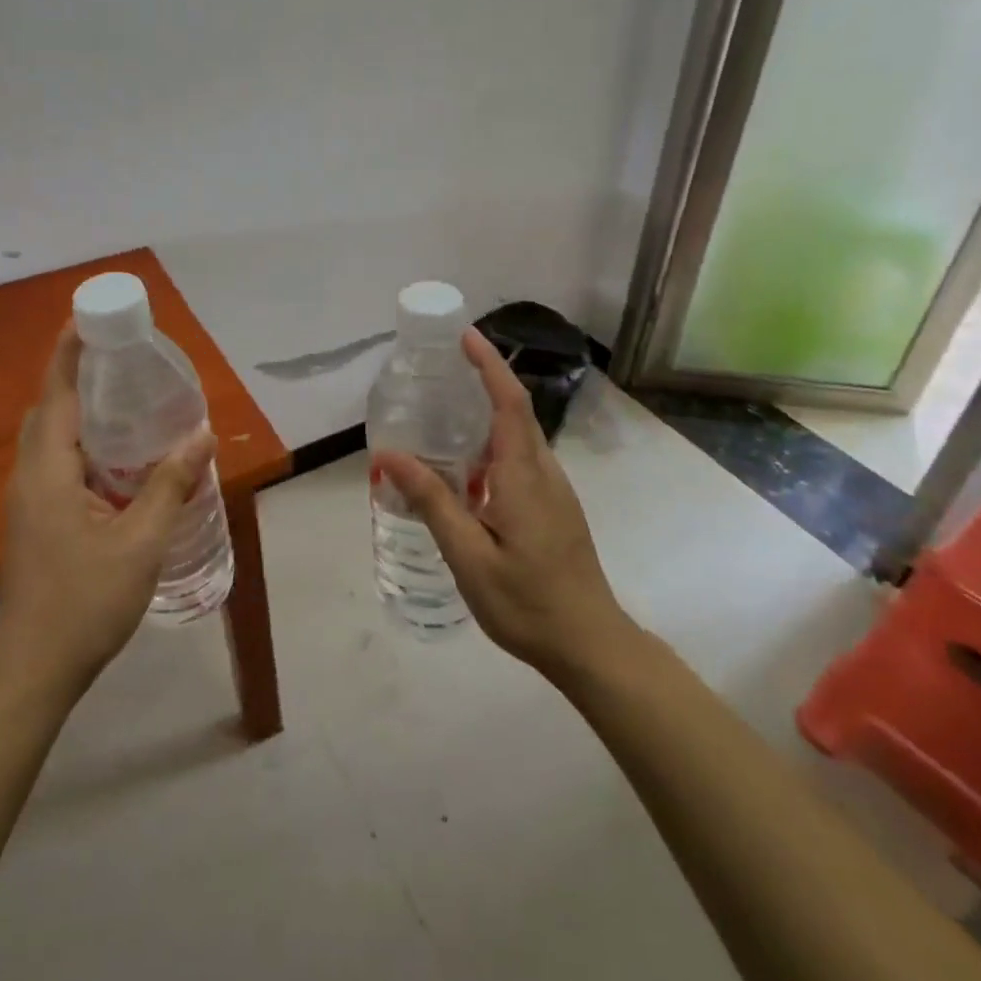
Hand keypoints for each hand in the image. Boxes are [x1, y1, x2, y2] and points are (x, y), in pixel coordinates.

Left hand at [0, 326, 216, 698]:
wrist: (34, 670)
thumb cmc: (86, 602)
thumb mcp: (141, 541)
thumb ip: (171, 484)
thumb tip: (203, 434)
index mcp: (48, 472)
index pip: (57, 394)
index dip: (70, 353)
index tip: (89, 318)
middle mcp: (29, 478)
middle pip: (49, 410)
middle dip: (78, 376)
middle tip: (123, 359)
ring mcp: (26, 502)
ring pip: (50, 438)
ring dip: (80, 411)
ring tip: (126, 400)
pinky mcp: (33, 521)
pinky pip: (55, 463)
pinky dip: (82, 444)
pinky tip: (118, 459)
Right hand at [373, 329, 636, 680]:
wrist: (590, 644)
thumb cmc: (527, 602)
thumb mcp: (468, 556)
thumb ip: (432, 502)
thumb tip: (389, 456)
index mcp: (524, 476)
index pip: (509, 402)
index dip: (488, 365)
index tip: (464, 336)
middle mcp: (544, 472)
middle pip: (516, 413)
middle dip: (484, 382)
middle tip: (440, 373)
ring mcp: (554, 491)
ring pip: (519, 439)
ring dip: (487, 417)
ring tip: (443, 418)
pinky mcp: (554, 508)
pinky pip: (521, 462)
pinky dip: (493, 448)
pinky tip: (466, 472)